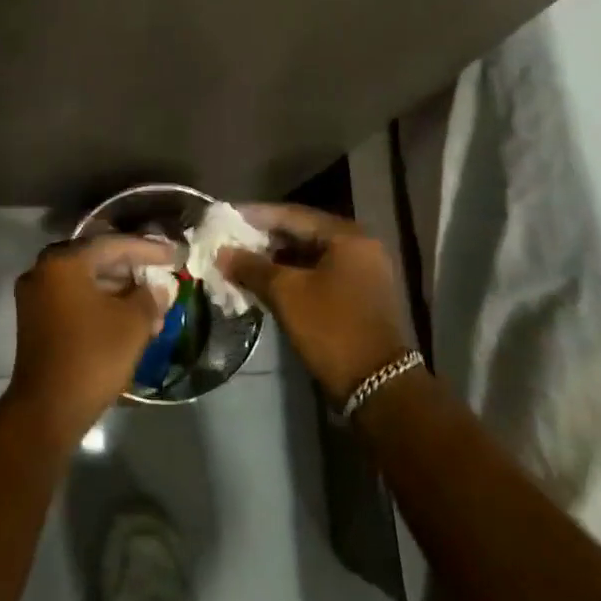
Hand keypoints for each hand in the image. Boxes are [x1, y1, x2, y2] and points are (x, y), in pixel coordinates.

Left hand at [8, 234, 171, 444]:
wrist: (47, 410)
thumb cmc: (93, 356)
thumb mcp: (133, 323)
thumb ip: (150, 297)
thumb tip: (158, 288)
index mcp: (64, 262)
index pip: (113, 244)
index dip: (148, 249)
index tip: (175, 255)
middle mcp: (43, 270)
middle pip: (96, 259)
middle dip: (132, 269)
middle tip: (162, 274)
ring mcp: (35, 296)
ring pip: (85, 281)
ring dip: (119, 290)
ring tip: (152, 304)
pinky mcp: (35, 320)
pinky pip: (74, 299)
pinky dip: (100, 304)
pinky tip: (128, 318)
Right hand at [218, 204, 413, 403]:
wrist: (378, 385)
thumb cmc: (332, 329)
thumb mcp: (286, 294)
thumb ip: (252, 267)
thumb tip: (222, 253)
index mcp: (347, 237)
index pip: (292, 214)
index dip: (255, 215)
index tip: (225, 217)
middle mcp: (360, 246)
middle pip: (302, 233)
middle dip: (264, 238)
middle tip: (230, 241)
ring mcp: (363, 272)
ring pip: (310, 255)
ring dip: (276, 259)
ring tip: (241, 262)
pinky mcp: (360, 296)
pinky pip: (319, 274)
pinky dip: (293, 276)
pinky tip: (265, 283)